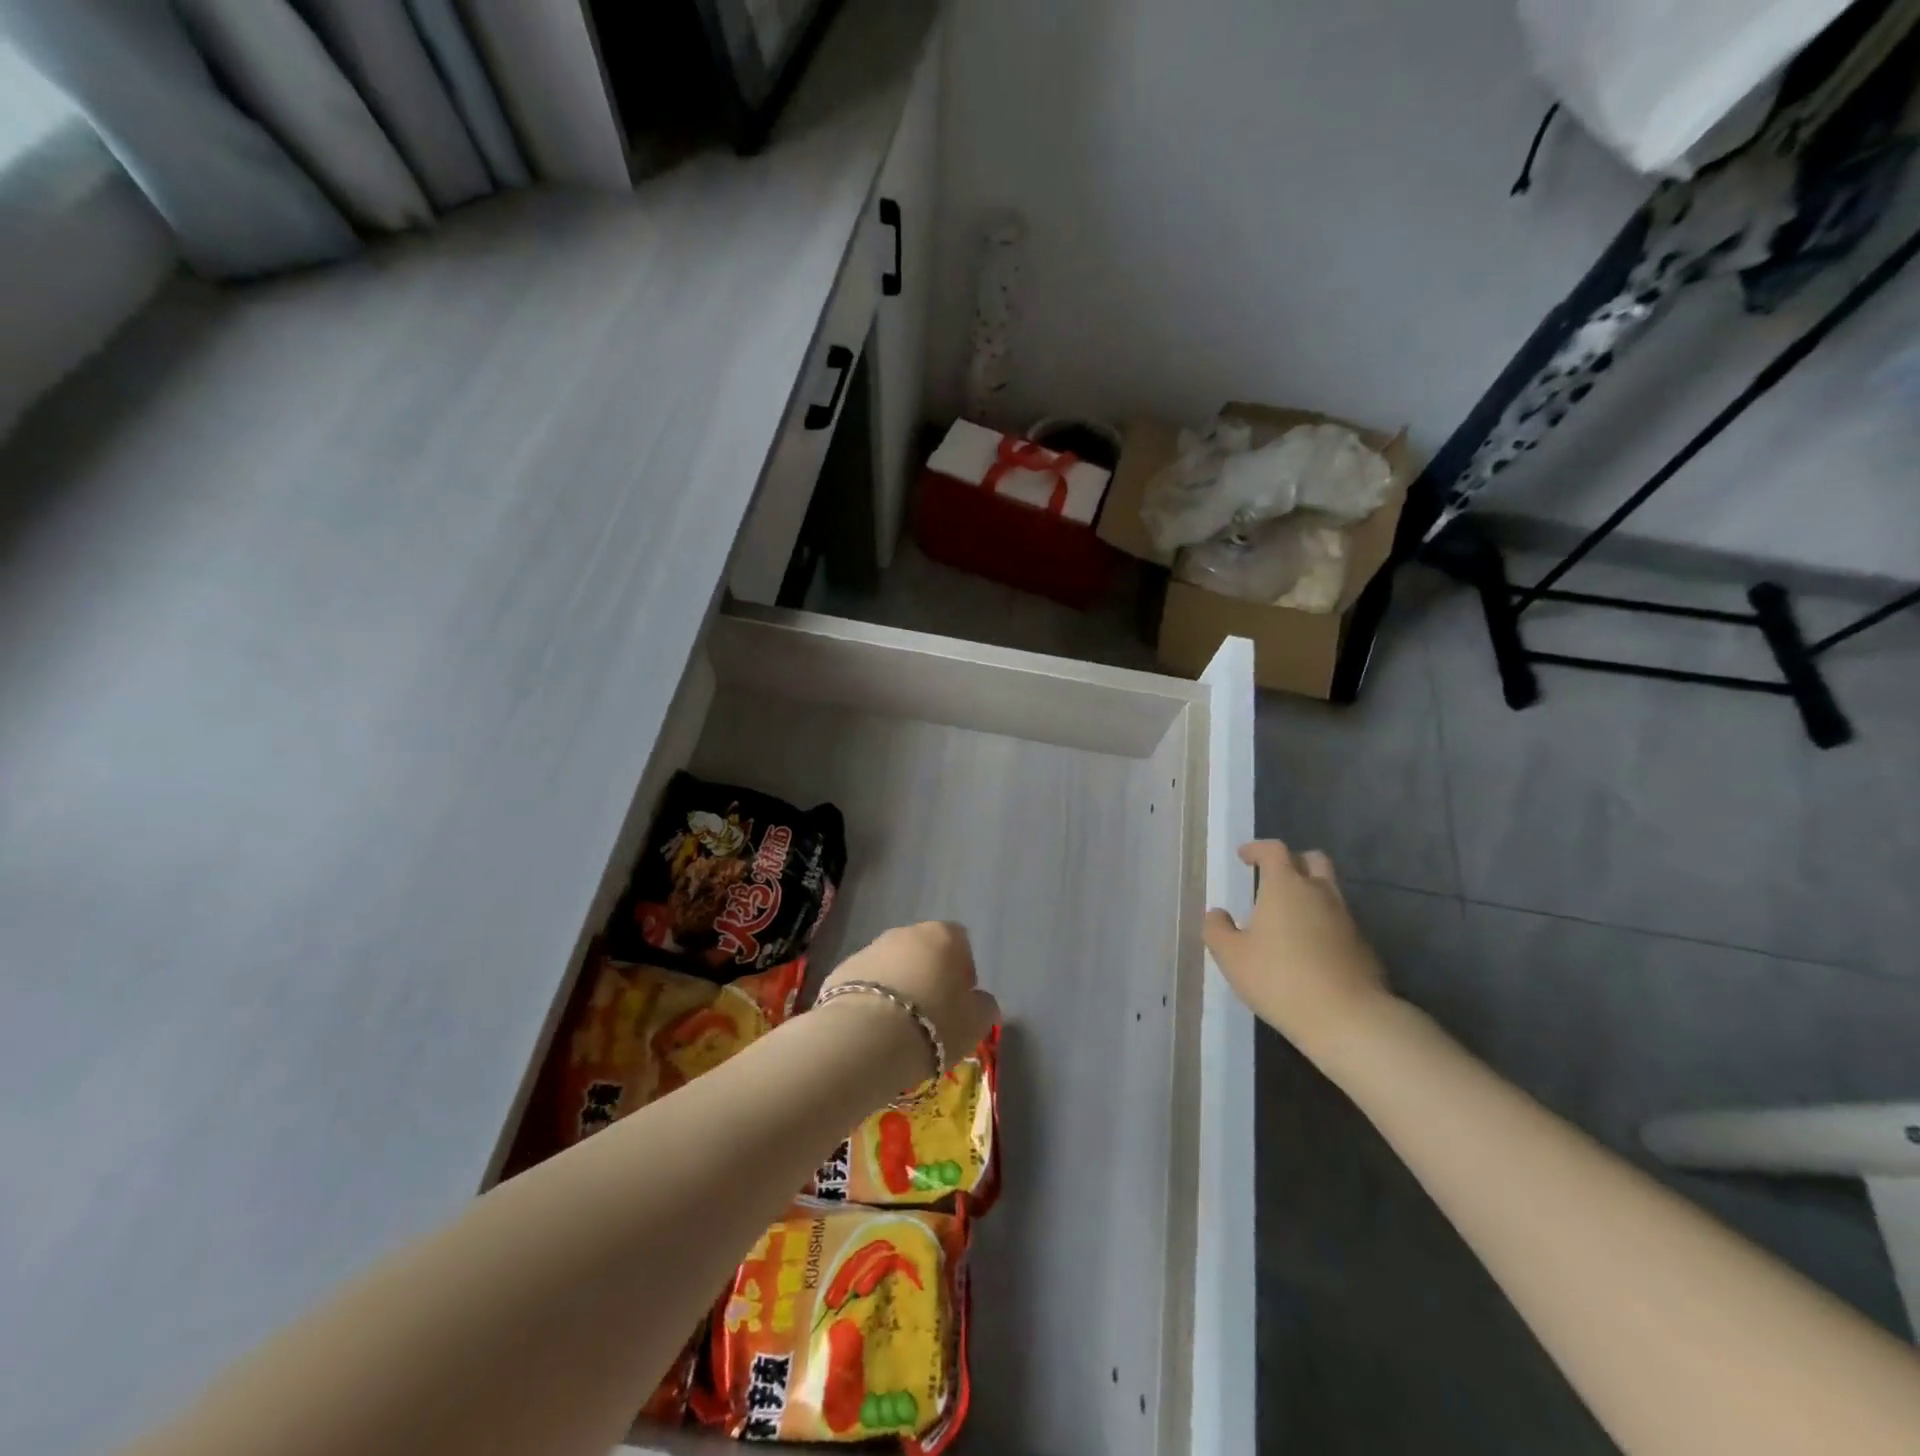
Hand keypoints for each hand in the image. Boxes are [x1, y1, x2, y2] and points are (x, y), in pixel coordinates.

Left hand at [820, 922, 999, 1082]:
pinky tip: (871, 1028)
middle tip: (930, 1015)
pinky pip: (864, 983)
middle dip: (928, 975)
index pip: (960, 942)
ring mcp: (869, 948)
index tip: (959, 1001)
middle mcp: (905, 933)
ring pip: (891, 965)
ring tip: (898, 1026)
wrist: (865, 1037)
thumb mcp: (976, 1023)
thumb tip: (979, 1001)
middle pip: (923, 950)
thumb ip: (983, 1006)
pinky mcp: (841, 970)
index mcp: (943, 936)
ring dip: (897, 986)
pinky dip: (869, 999)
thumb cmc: (934, 1024)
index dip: (962, 970)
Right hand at [1203, 842, 1394, 1059]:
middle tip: (1274, 878)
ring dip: (1310, 894)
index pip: (1274, 850)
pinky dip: (1323, 923)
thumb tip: (1217, 913)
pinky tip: (1310, 948)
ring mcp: (1346, 919)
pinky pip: (1340, 921)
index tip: (1244, 857)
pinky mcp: (1363, 945)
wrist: (1347, 1018)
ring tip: (1288, 918)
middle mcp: (1320, 893)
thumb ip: (1217, 929)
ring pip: (1329, 891)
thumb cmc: (1279, 979)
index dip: (1257, 849)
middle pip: (1313, 860)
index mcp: (1286, 886)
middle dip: (1293, 862)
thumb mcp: (1231, 956)